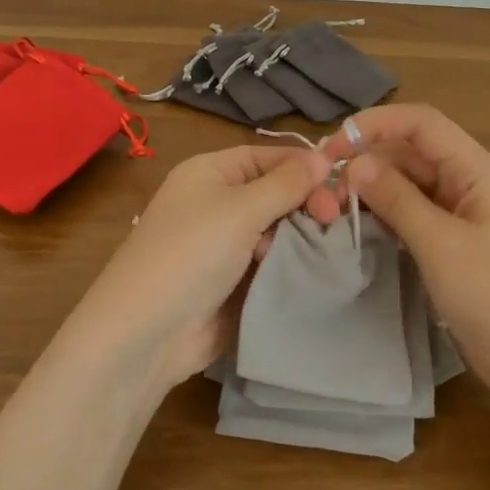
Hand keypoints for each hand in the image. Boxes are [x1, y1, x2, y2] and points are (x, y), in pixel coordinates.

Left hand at [67, 144, 332, 388]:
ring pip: (278, 230)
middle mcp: (217, 203)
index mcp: (211, 173)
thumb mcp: (240, 209)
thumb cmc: (191, 253)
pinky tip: (317, 269)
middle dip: (306, 203)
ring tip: (328, 247)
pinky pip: (271, 263)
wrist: (148, 332)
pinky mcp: (234, 281)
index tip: (342, 184)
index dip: (304, 167)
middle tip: (334, 220)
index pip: (268, 157)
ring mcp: (225, 245)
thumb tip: (324, 156)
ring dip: (302, 237)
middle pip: (275, 193)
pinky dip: (292, 264)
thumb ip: (286, 183)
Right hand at [324, 105, 489, 410]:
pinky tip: (360, 225)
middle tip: (324, 185)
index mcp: (478, 170)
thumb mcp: (440, 244)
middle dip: (369, 159)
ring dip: (374, 188)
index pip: (421, 123)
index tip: (332, 147)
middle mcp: (470, 183)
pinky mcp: (455, 244)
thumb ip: (397, 199)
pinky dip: (387, 214)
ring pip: (411, 183)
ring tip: (334, 205)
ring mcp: (464, 215)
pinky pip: (415, 214)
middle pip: (413, 151)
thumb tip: (355, 163)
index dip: (375, 125)